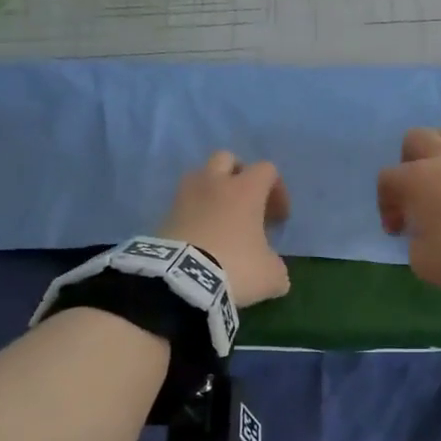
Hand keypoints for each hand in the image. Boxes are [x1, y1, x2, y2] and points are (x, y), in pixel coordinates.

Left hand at [159, 151, 291, 305]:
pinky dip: (193, 215)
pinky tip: (199, 239)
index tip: (278, 218)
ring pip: (198, 177)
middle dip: (238, 176)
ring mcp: (184, 197)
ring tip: (219, 218)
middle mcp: (214, 184)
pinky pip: (182, 206)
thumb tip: (271, 266)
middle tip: (246, 203)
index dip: (277, 190)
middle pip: (226, 158)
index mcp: (246, 189)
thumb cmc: (236, 268)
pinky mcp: (162, 217)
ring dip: (211, 191)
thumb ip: (275, 264)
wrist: (181, 282)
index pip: (266, 170)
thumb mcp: (271, 274)